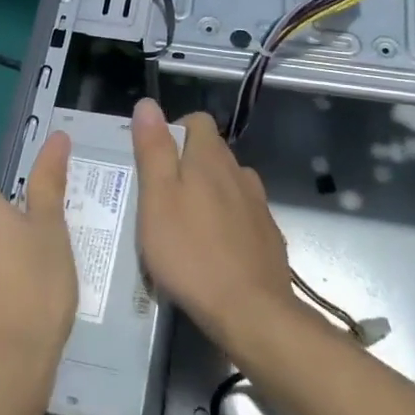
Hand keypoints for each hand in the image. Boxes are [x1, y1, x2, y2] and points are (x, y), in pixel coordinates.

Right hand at [130, 98, 293, 351]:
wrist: (250, 311)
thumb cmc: (191, 253)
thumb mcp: (157, 199)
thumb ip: (153, 150)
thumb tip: (147, 104)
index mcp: (210, 158)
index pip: (197, 121)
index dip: (173, 131)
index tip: (153, 160)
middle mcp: (239, 173)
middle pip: (211, 152)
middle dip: (186, 164)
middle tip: (159, 197)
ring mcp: (258, 205)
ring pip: (227, 184)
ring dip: (207, 193)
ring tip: (183, 224)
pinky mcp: (267, 235)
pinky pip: (241, 214)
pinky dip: (225, 221)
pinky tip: (211, 249)